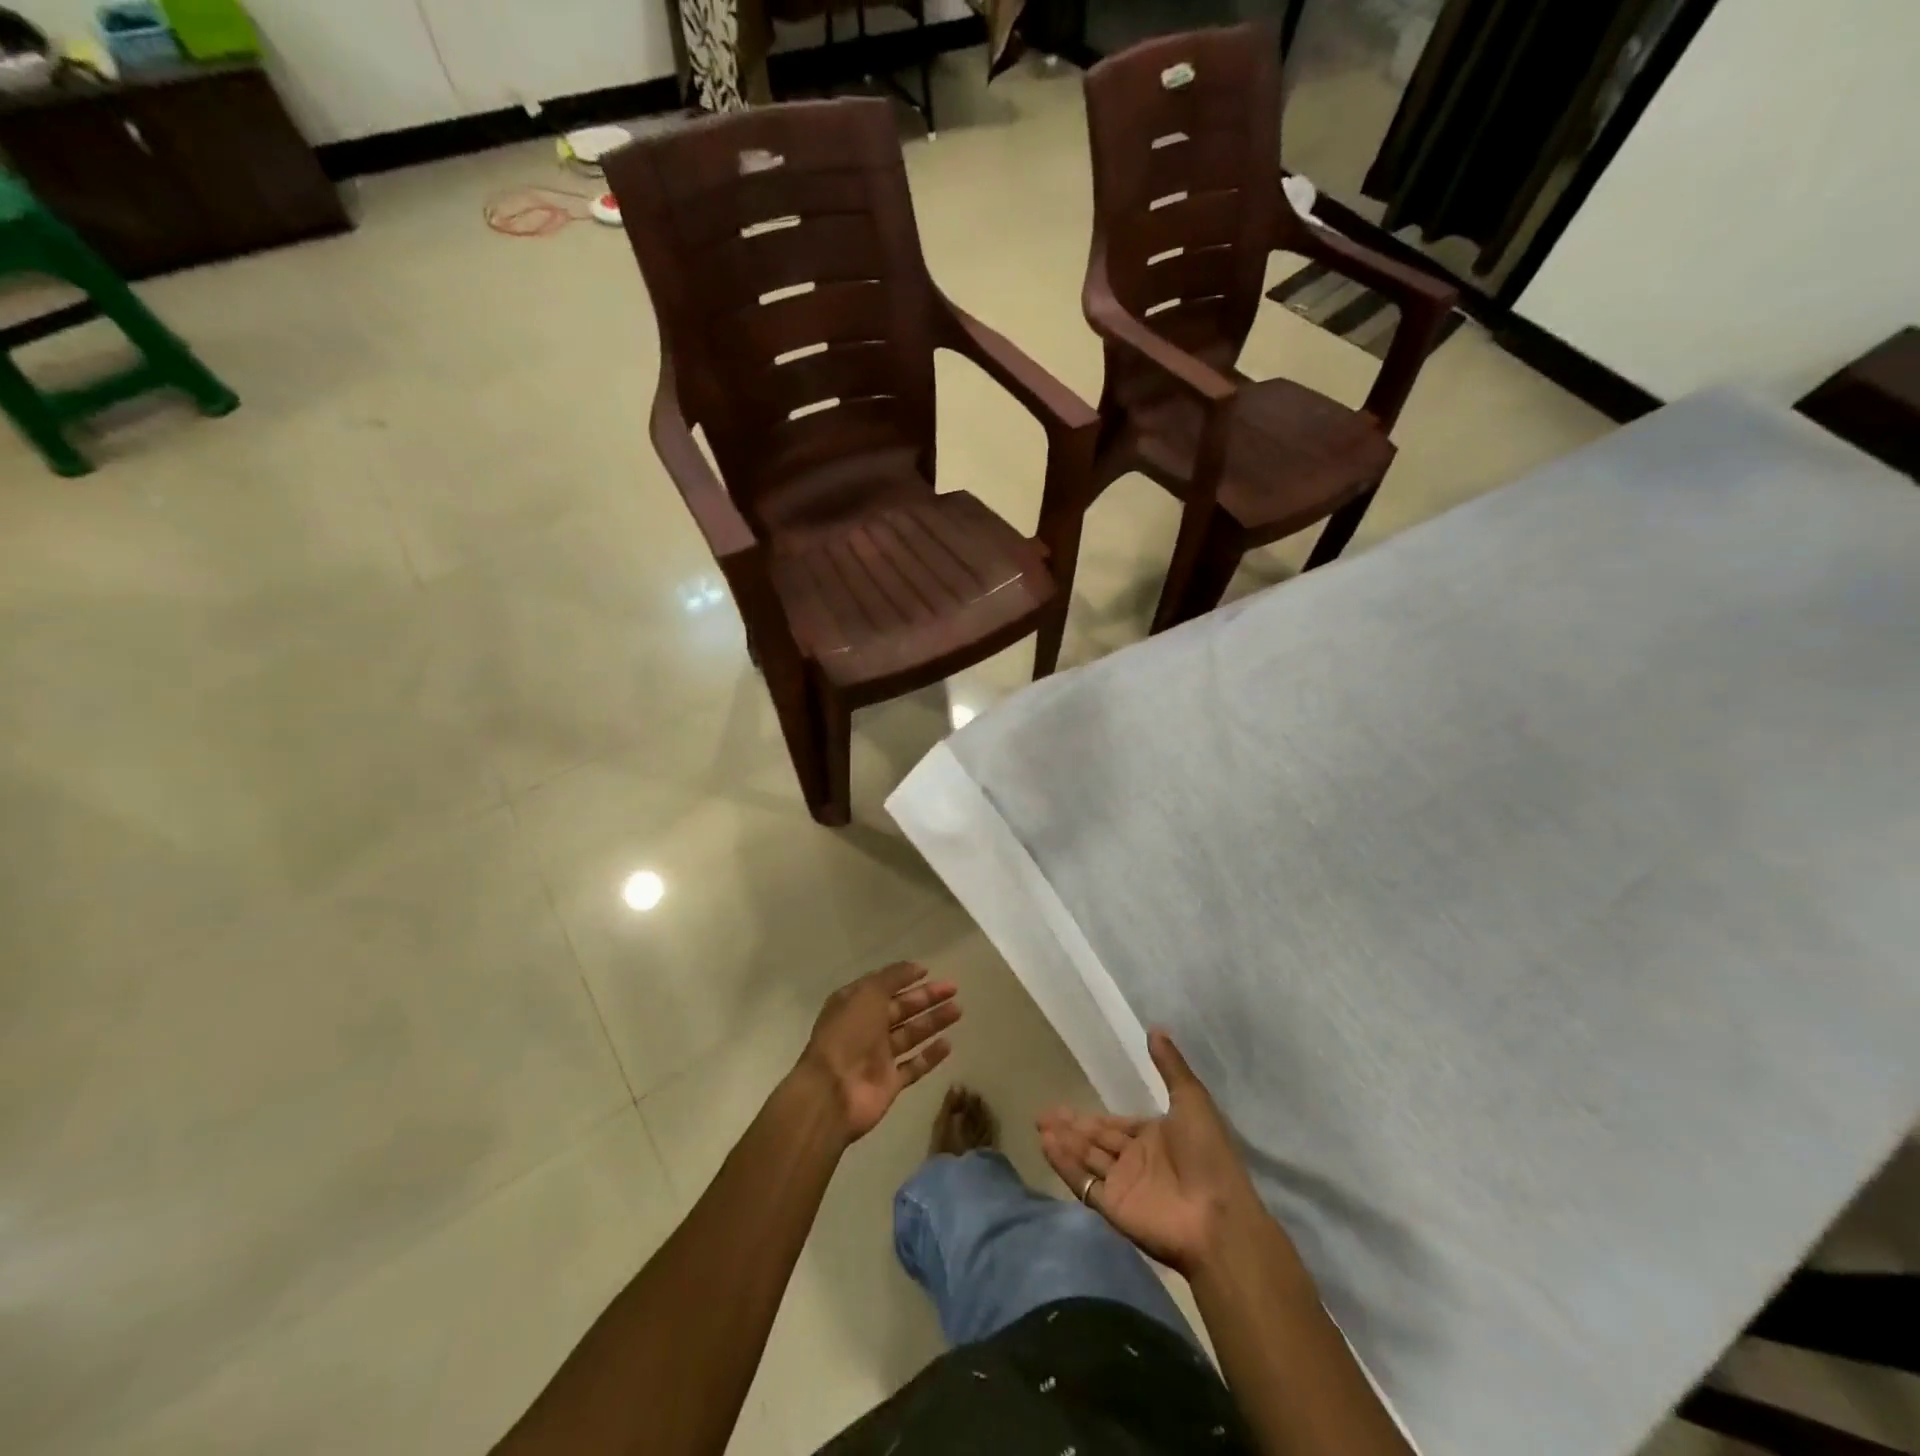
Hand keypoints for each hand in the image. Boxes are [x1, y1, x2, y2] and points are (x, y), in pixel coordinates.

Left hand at [798, 962, 960, 1143]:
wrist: (832, 1092)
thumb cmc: (848, 1035)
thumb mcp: (867, 994)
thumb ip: (892, 978)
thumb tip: (915, 966)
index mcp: (854, 1005)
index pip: (883, 986)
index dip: (904, 977)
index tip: (928, 971)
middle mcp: (866, 1028)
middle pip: (901, 1009)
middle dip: (926, 998)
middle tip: (953, 988)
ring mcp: (877, 1057)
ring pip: (910, 1035)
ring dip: (933, 1022)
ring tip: (958, 1010)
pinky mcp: (889, 1083)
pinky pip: (913, 1066)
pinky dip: (930, 1056)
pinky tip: (948, 1045)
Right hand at [1038, 1029, 1265, 1276]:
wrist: (1218, 1217)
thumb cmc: (1207, 1155)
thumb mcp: (1192, 1100)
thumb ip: (1170, 1067)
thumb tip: (1155, 1027)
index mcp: (1155, 1138)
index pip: (1117, 1126)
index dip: (1092, 1117)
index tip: (1065, 1106)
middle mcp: (1136, 1161)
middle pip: (1096, 1140)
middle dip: (1071, 1127)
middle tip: (1043, 1114)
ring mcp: (1123, 1185)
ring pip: (1086, 1158)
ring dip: (1064, 1142)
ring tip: (1040, 1125)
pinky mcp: (1113, 1207)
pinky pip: (1084, 1183)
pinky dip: (1065, 1165)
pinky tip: (1047, 1145)